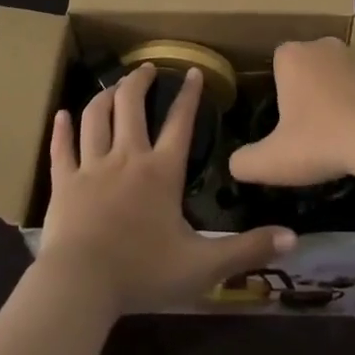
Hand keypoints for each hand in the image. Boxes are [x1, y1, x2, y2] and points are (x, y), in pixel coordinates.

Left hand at [40, 64, 294, 315]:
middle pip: (131, 106)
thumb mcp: (204, 265)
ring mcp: (91, 167)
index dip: (189, 95)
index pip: (180, 122)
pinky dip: (62, 129)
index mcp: (162, 171)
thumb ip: (247, 249)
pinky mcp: (63, 183)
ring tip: (113, 85)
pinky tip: (61, 115)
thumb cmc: (143, 272)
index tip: (193, 71)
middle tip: (145, 68)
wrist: (81, 286)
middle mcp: (127, 157)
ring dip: (105, 96)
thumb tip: (293, 237)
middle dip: (139, 82)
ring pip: (96, 118)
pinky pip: (62, 148)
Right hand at [229, 38, 354, 186]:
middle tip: (311, 129)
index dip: (280, 91)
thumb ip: (245, 162)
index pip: (277, 64)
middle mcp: (323, 44)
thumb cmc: (322, 141)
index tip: (286, 121)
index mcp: (292, 56)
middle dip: (308, 90)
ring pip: (338, 73)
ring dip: (338, 94)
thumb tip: (235, 164)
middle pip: (308, 66)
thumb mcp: (273, 161)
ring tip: (341, 133)